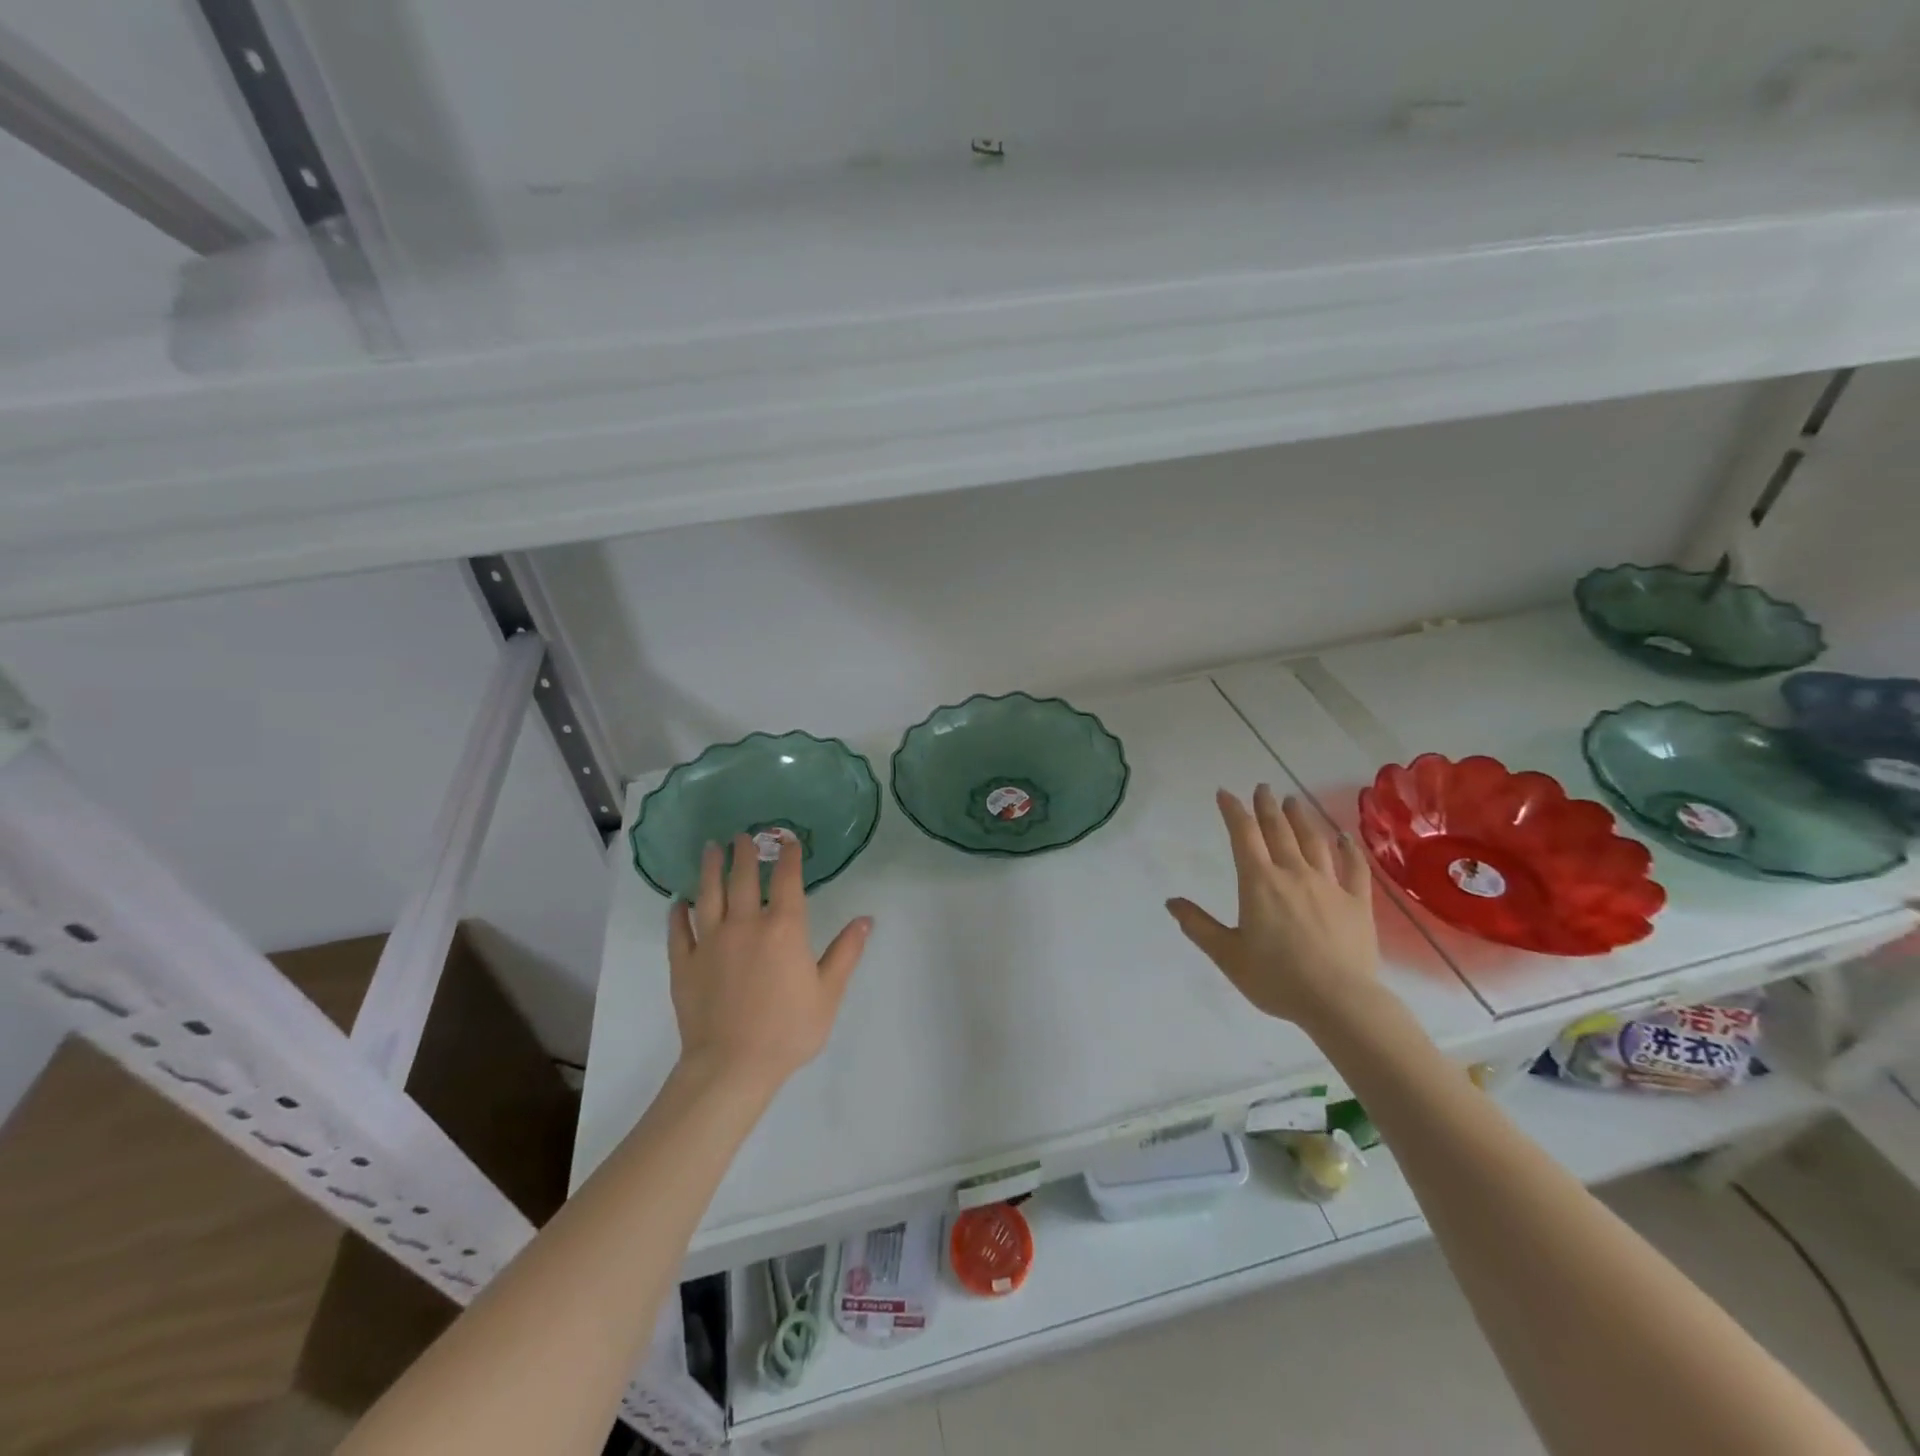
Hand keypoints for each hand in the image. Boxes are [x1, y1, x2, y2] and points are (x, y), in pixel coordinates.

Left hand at [667, 834, 871, 1091]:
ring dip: (710, 869)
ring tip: (711, 848)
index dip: (788, 856)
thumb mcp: (828, 993)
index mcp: (783, 928)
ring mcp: (710, 942)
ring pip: (708, 895)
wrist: (732, 1067)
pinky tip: (678, 902)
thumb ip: (846, 952)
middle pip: (743, 878)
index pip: (786, 879)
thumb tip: (866, 919)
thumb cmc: (788, 1030)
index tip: (787, 840)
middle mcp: (745, 924)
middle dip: (745, 853)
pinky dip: (678, 913)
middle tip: (743, 835)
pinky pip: (679, 931)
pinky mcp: (684, 963)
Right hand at [1167, 785, 1378, 1032]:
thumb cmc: (1276, 978)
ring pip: (1314, 842)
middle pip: (1279, 831)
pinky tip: (1345, 839)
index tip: (1225, 793)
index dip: (1233, 811)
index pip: (1243, 835)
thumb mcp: (1227, 955)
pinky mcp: (1357, 903)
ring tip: (1294, 802)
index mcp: (1259, 883)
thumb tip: (1171, 902)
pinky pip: (1353, 869)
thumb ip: (1199, 926)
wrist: (1339, 1001)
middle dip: (1267, 807)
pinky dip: (1348, 850)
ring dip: (1301, 819)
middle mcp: (1293, 874)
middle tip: (1263, 788)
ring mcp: (1329, 885)